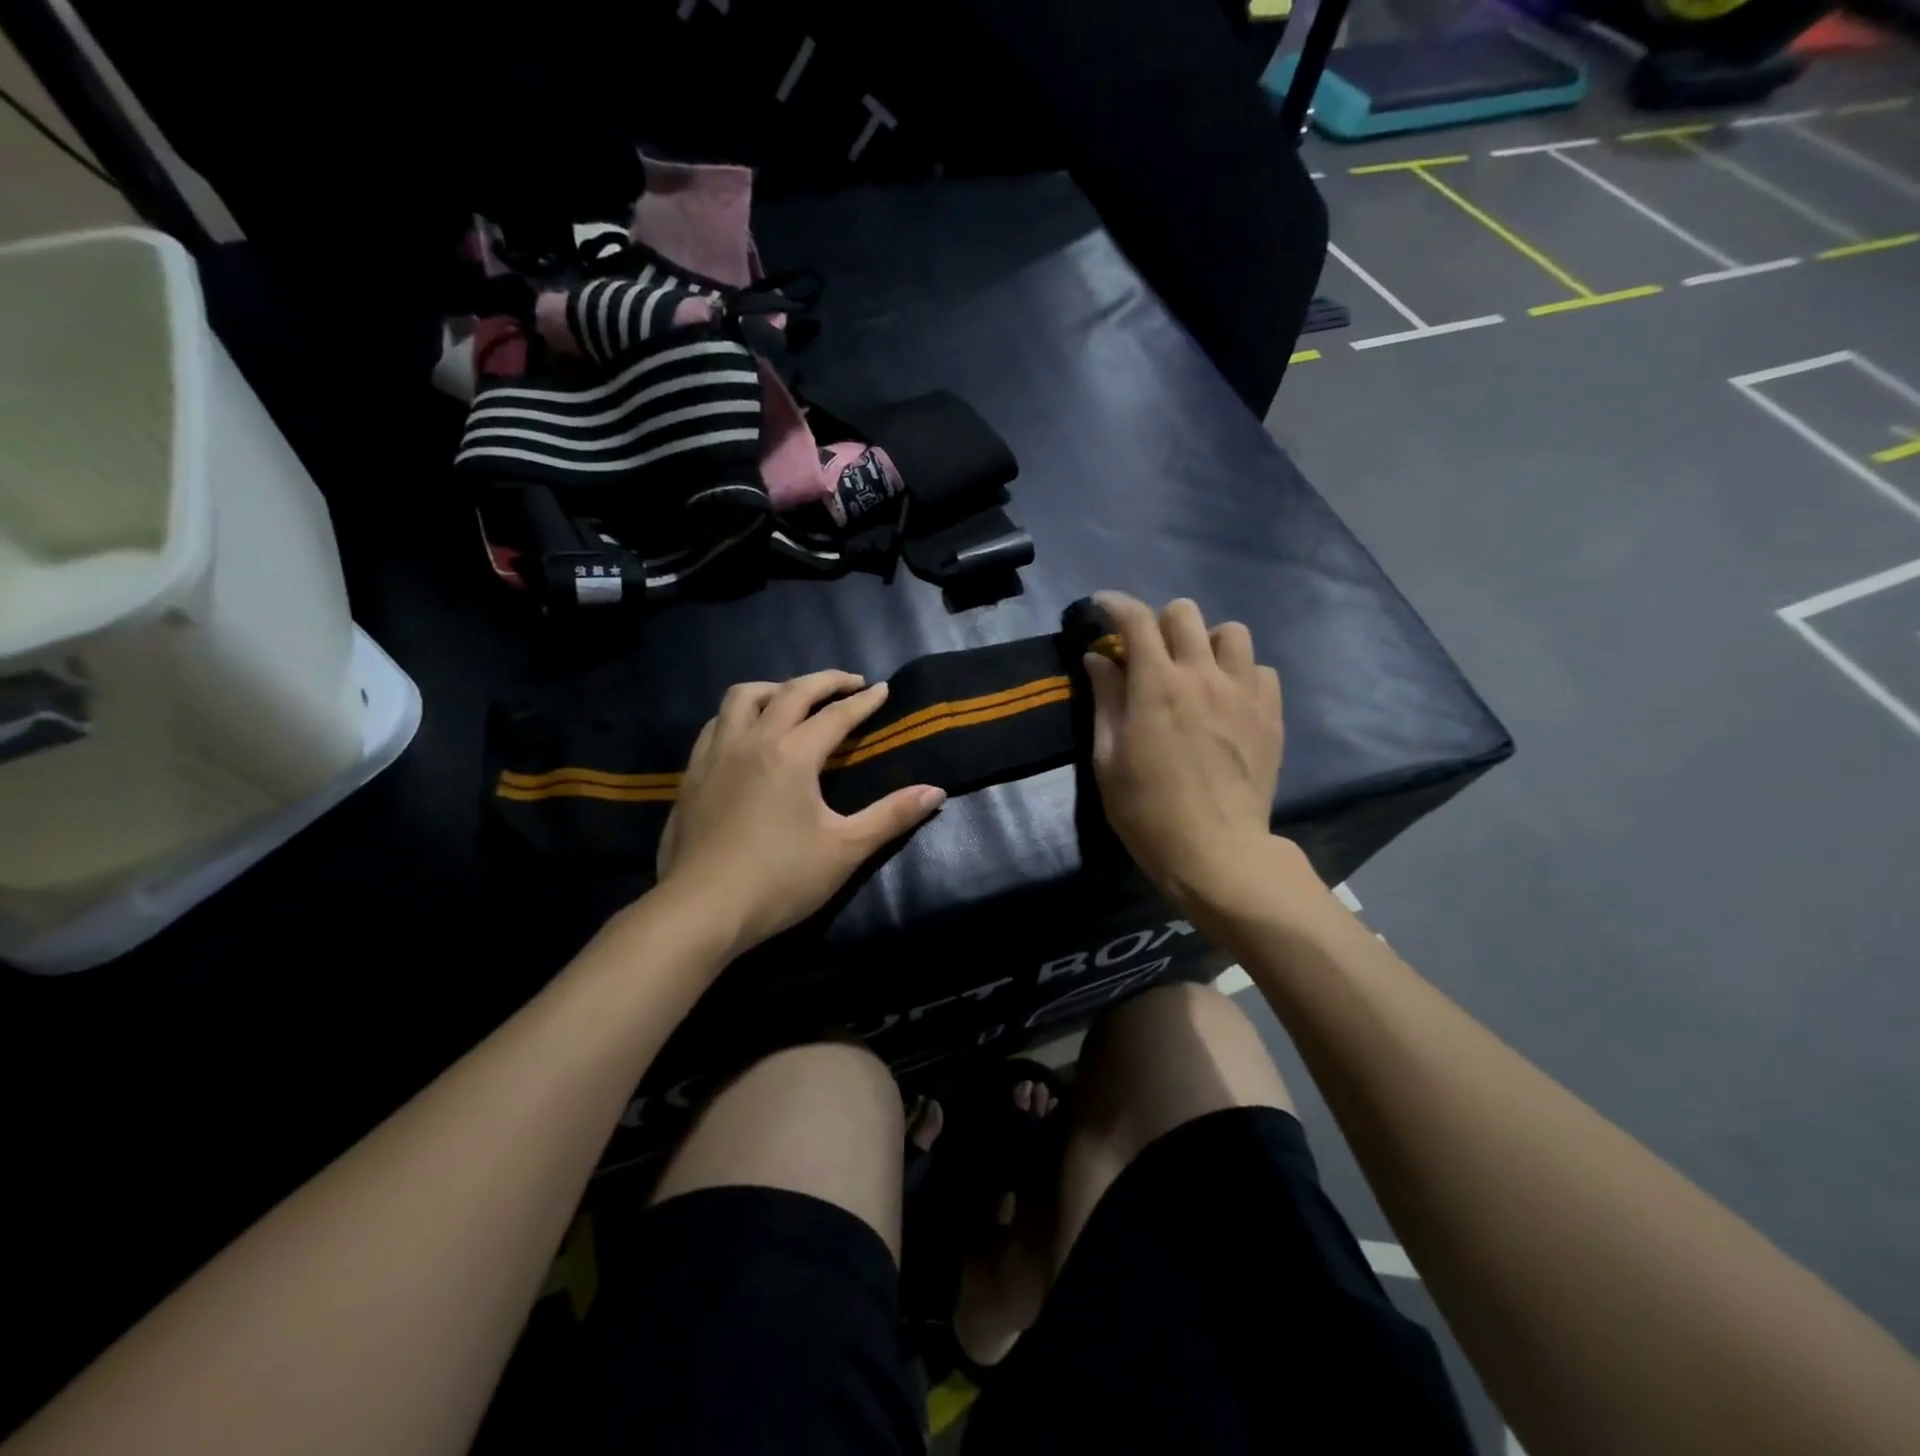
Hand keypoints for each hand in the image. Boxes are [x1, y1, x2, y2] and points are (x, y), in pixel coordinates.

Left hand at [656, 670, 946, 956]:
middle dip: (825, 681)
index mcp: (792, 754)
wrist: (701, 911)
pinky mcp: (692, 774)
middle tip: (849, 682)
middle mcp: (753, 740)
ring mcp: (716, 754)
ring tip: (793, 697)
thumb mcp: (845, 850)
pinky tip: (745, 733)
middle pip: (791, 692)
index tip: (883, 689)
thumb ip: (891, 816)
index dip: (864, 701)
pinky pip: (716, 723)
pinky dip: (739, 714)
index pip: (836, 715)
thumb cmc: (779, 880)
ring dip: (775, 688)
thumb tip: (936, 792)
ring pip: (742, 697)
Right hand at [1083, 592, 1284, 919]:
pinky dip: (1240, 673)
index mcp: (1156, 685)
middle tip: (1149, 654)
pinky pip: (1260, 669)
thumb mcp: (1108, 758)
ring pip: (1231, 632)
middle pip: (1184, 612)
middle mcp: (1203, 675)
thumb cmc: (1146, 810)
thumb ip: (1105, 700)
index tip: (1101, 607)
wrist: (1215, 851)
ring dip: (1206, 643)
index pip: (1135, 620)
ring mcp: (1243, 692)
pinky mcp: (1271, 714)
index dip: (1114, 604)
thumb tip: (1098, 658)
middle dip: (1159, 623)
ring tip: (1196, 672)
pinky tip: (1227, 700)